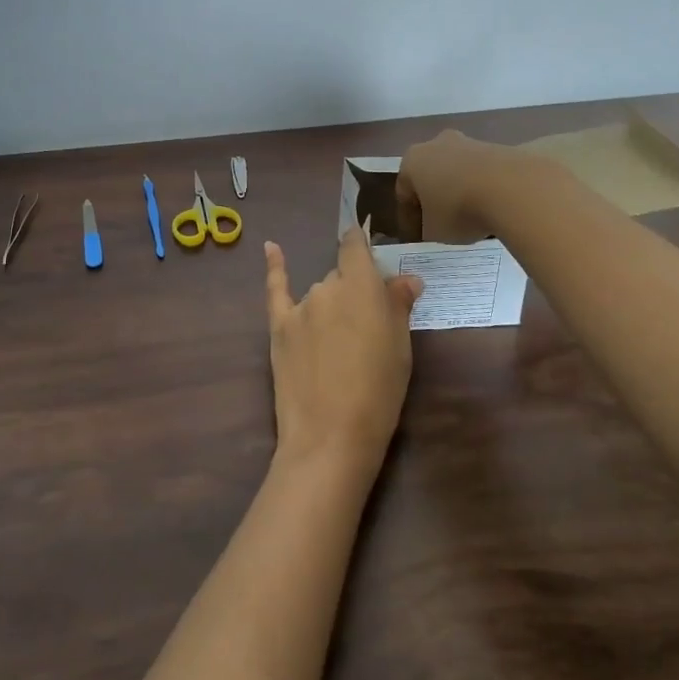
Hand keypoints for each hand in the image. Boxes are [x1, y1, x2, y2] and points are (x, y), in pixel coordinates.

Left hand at [264, 229, 424, 477]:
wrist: (330, 435)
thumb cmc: (379, 392)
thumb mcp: (400, 348)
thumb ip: (398, 306)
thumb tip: (407, 278)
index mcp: (361, 287)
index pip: (356, 247)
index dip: (362, 244)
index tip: (368, 248)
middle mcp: (327, 287)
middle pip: (340, 278)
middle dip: (353, 293)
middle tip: (366, 328)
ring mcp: (300, 307)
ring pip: (318, 293)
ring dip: (329, 306)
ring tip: (340, 345)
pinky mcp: (278, 327)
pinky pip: (276, 289)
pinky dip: (275, 267)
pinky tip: (271, 247)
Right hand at [395, 130, 515, 242]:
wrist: (512, 189)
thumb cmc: (459, 210)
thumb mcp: (434, 232)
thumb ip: (428, 230)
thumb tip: (435, 228)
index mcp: (412, 161)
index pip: (404, 194)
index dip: (409, 219)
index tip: (418, 238)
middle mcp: (437, 144)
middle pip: (432, 176)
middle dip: (436, 199)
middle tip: (443, 225)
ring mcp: (470, 142)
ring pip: (459, 172)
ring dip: (461, 193)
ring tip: (473, 221)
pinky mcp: (499, 147)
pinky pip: (484, 174)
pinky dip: (485, 190)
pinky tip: (493, 210)